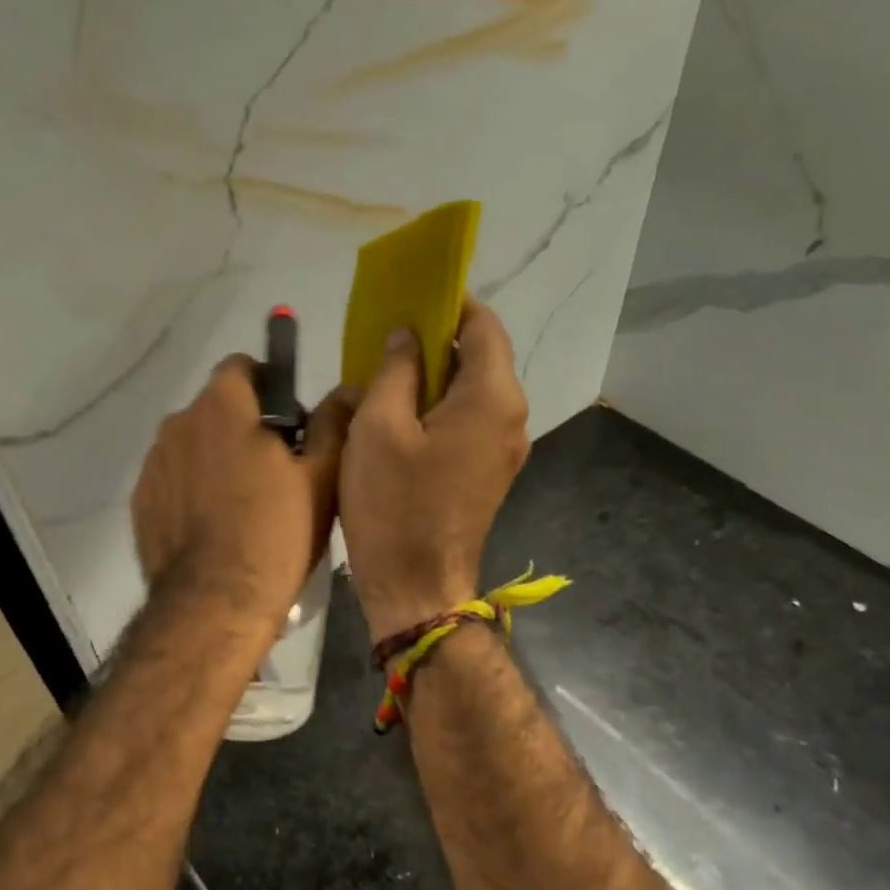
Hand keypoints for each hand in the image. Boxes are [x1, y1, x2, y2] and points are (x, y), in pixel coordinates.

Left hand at [132, 355, 356, 624]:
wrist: (215, 602)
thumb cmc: (277, 532)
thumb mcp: (322, 477)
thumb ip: (332, 423)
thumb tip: (344, 390)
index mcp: (222, 405)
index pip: (242, 367)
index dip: (269, 386)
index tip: (287, 425)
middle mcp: (178, 423)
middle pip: (215, 408)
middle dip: (242, 426)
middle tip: (272, 471)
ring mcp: (153, 463)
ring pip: (192, 446)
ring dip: (214, 459)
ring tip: (240, 505)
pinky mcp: (141, 501)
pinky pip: (172, 480)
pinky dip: (190, 491)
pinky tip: (212, 527)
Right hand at [339, 301, 529, 643]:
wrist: (416, 586)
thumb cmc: (393, 505)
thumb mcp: (378, 428)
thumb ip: (395, 370)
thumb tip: (408, 337)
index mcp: (492, 396)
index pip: (482, 324)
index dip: (447, 304)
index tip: (406, 302)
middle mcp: (511, 416)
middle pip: (479, 356)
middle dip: (434, 342)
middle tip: (383, 343)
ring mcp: (504, 448)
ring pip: (471, 391)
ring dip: (432, 378)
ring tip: (384, 381)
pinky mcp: (488, 473)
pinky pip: (467, 422)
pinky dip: (438, 409)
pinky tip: (399, 420)